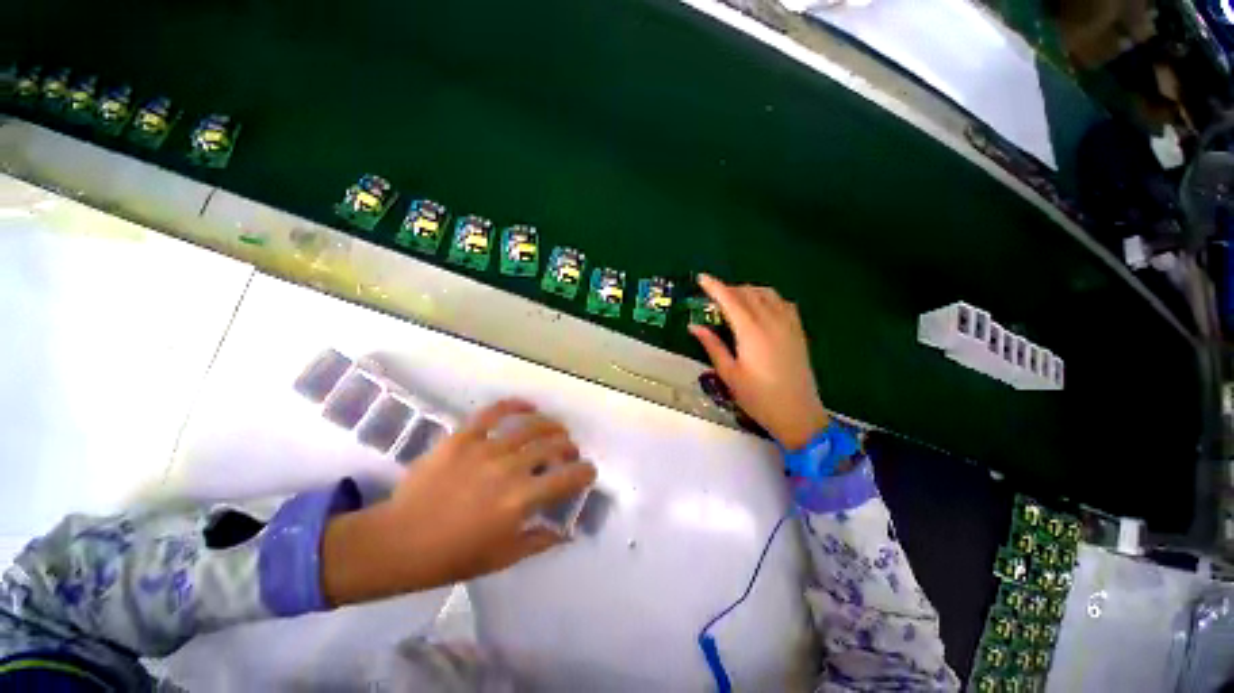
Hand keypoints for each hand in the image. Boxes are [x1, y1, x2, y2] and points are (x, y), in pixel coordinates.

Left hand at [322, 399, 596, 605]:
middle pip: (553, 445)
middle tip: (568, 452)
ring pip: (531, 426)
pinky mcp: (464, 437)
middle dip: (569, 447)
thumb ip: (540, 542)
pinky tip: (527, 406)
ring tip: (555, 429)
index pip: (568, 478)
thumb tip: (567, 533)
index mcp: (521, 500)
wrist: (397, 542)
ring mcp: (486, 448)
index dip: (585, 472)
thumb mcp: (503, 557)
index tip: (588, 471)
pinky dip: (515, 405)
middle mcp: (510, 468)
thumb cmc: (452, 556)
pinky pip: (494, 412)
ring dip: (551, 425)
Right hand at [689, 274, 828, 449]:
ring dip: (749, 291)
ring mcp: (788, 325)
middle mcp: (771, 321)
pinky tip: (762, 308)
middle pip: (748, 293)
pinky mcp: (798, 332)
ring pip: (767, 294)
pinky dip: (768, 298)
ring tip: (735, 300)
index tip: (701, 278)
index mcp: (751, 331)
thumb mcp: (729, 373)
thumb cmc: (758, 397)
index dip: (714, 287)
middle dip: (729, 289)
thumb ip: (712, 346)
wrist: (798, 414)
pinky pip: (783, 303)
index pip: (730, 300)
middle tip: (713, 296)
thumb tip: (694, 326)